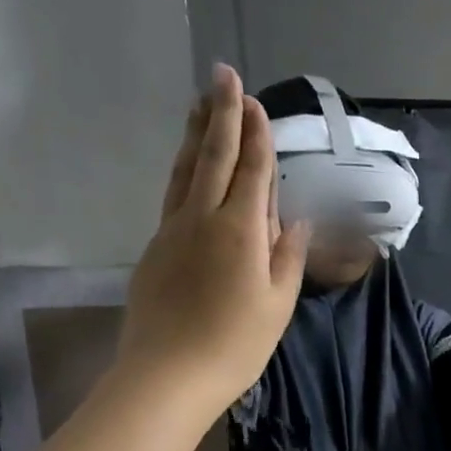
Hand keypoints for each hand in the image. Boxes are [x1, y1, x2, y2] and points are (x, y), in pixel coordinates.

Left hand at [118, 64, 310, 416]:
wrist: (168, 374)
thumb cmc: (236, 343)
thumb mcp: (278, 302)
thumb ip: (287, 255)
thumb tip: (294, 218)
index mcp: (240, 230)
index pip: (250, 172)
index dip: (254, 135)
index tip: (254, 101)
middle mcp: (202, 218)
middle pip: (212, 157)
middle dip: (220, 115)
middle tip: (223, 75)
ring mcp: (173, 230)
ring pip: (185, 170)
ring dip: (196, 133)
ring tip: (201, 103)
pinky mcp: (156, 247)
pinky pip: (174, 194)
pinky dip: (185, 168)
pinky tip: (189, 163)